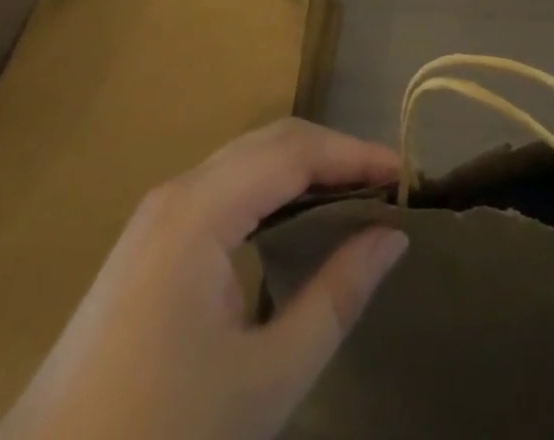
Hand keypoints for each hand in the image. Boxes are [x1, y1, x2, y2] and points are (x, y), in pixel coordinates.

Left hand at [0, 119, 407, 439]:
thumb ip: (335, 298)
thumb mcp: (265, 380)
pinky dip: (270, 191)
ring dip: (302, 169)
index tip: (406, 176)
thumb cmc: (160, 438)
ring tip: (353, 197)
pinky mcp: (148, 243)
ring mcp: (156, 215)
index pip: (294, 151)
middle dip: (332, 154)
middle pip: (270, 142)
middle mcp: (177, 192)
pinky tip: (294, 222)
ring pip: (245, 161)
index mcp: (200, 209)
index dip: (354, 155)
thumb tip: (392, 236)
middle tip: (386, 186)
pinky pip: (223, 189)